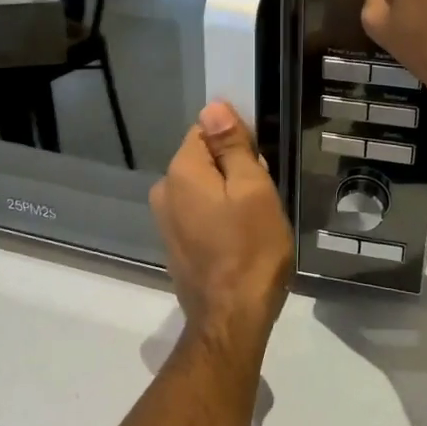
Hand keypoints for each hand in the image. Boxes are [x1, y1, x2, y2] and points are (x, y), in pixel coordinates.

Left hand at [150, 101, 293, 359]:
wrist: (231, 319)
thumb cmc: (251, 249)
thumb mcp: (253, 189)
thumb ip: (232, 146)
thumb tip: (213, 106)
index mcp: (181, 171)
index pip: (206, 130)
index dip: (236, 141)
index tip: (259, 165)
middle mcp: (164, 190)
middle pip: (204, 159)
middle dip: (234, 170)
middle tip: (262, 198)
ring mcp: (166, 220)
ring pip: (204, 188)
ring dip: (229, 195)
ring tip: (254, 222)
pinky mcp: (175, 243)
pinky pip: (199, 213)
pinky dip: (219, 217)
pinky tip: (239, 239)